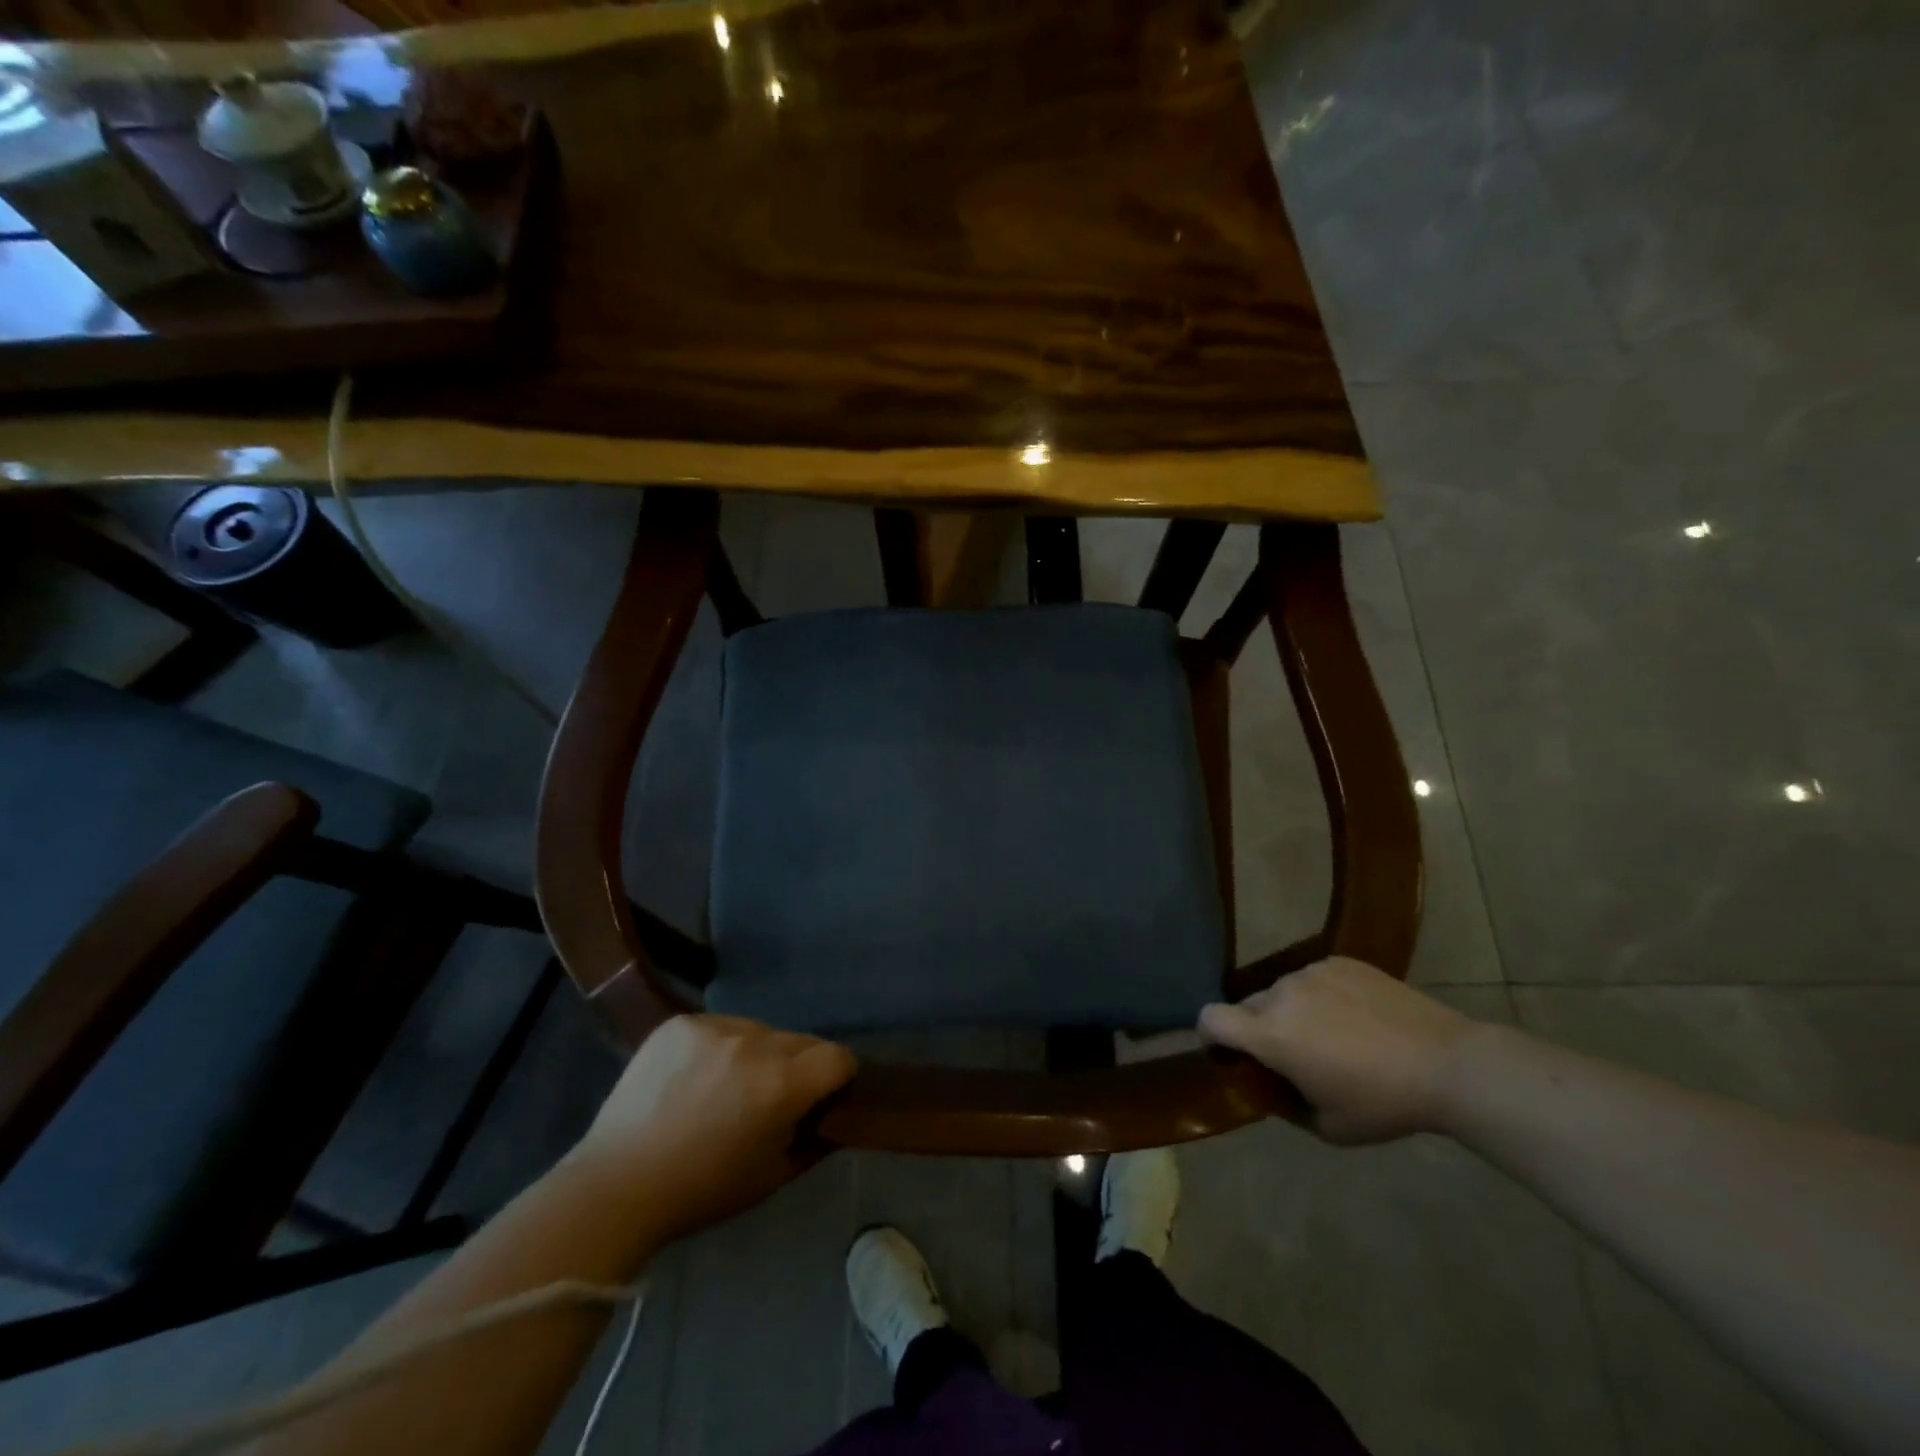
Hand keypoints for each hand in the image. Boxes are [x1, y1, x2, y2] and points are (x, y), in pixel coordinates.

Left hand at [568, 1014, 856, 1240]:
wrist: (615, 1187)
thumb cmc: (701, 1191)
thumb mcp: (772, 1176)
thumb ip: (815, 1141)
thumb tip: (836, 1117)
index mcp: (781, 1084)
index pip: (838, 1057)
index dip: (838, 1077)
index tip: (823, 1097)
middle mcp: (755, 1043)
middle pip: (801, 1041)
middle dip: (798, 1066)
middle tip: (771, 1099)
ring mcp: (715, 1027)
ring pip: (761, 1031)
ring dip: (758, 1054)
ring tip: (727, 1088)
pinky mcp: (682, 1022)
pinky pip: (721, 1027)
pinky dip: (720, 1047)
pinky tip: (695, 1078)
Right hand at [1197, 957, 1481, 1143]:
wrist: (1448, 1064)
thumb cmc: (1384, 1103)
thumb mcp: (1327, 1127)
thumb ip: (1283, 1103)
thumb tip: (1269, 1087)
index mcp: (1271, 1034)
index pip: (1211, 1018)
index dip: (1207, 1034)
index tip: (1225, 1053)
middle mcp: (1281, 993)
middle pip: (1248, 1006)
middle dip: (1257, 1029)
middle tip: (1292, 1055)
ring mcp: (1312, 972)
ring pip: (1282, 991)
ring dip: (1291, 1012)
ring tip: (1332, 1035)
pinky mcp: (1340, 961)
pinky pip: (1314, 978)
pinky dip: (1321, 996)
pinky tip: (1356, 1017)